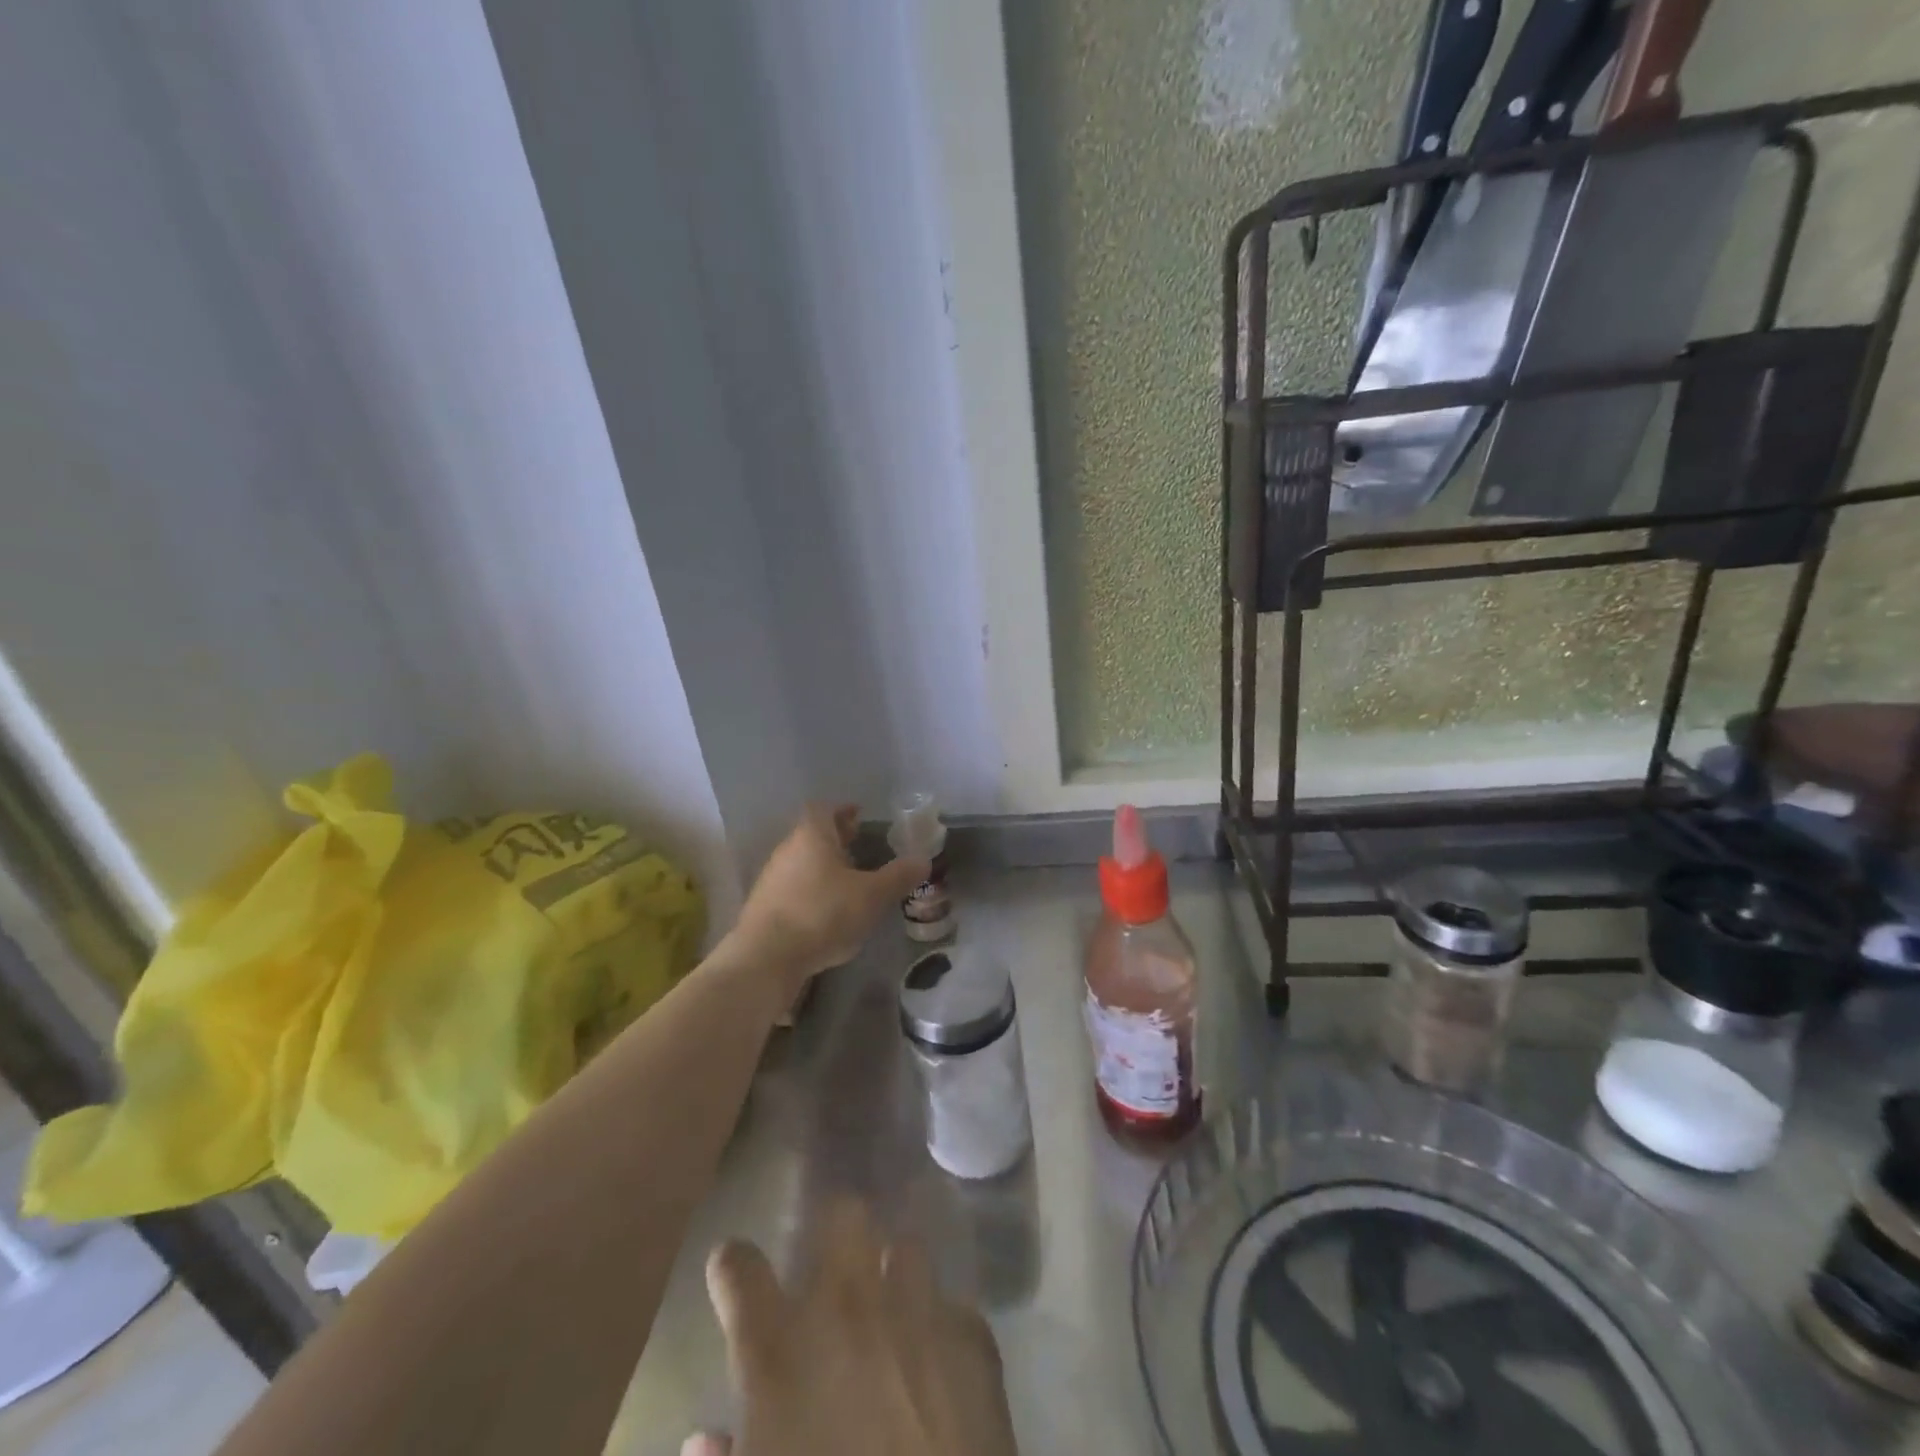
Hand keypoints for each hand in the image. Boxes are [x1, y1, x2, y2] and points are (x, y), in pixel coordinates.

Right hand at [685, 1201, 1017, 1455]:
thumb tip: (706, 1440)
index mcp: (779, 1348)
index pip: (739, 1268)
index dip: (732, 1268)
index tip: (733, 1273)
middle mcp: (848, 1306)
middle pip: (844, 1214)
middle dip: (836, 1230)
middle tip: (830, 1267)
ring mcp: (916, 1311)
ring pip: (906, 1249)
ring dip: (895, 1276)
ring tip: (892, 1312)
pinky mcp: (971, 1338)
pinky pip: (952, 1311)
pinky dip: (940, 1333)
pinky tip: (941, 1366)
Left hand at [728, 805, 928, 991]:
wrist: (766, 958)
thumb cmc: (822, 914)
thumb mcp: (872, 896)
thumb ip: (899, 877)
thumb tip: (923, 860)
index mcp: (811, 836)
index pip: (823, 809)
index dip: (842, 811)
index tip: (859, 817)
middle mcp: (787, 850)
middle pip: (812, 835)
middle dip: (836, 839)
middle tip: (860, 846)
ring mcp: (771, 879)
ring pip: (802, 862)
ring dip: (823, 867)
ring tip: (849, 882)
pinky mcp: (764, 908)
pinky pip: (793, 888)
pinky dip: (812, 891)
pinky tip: (827, 911)